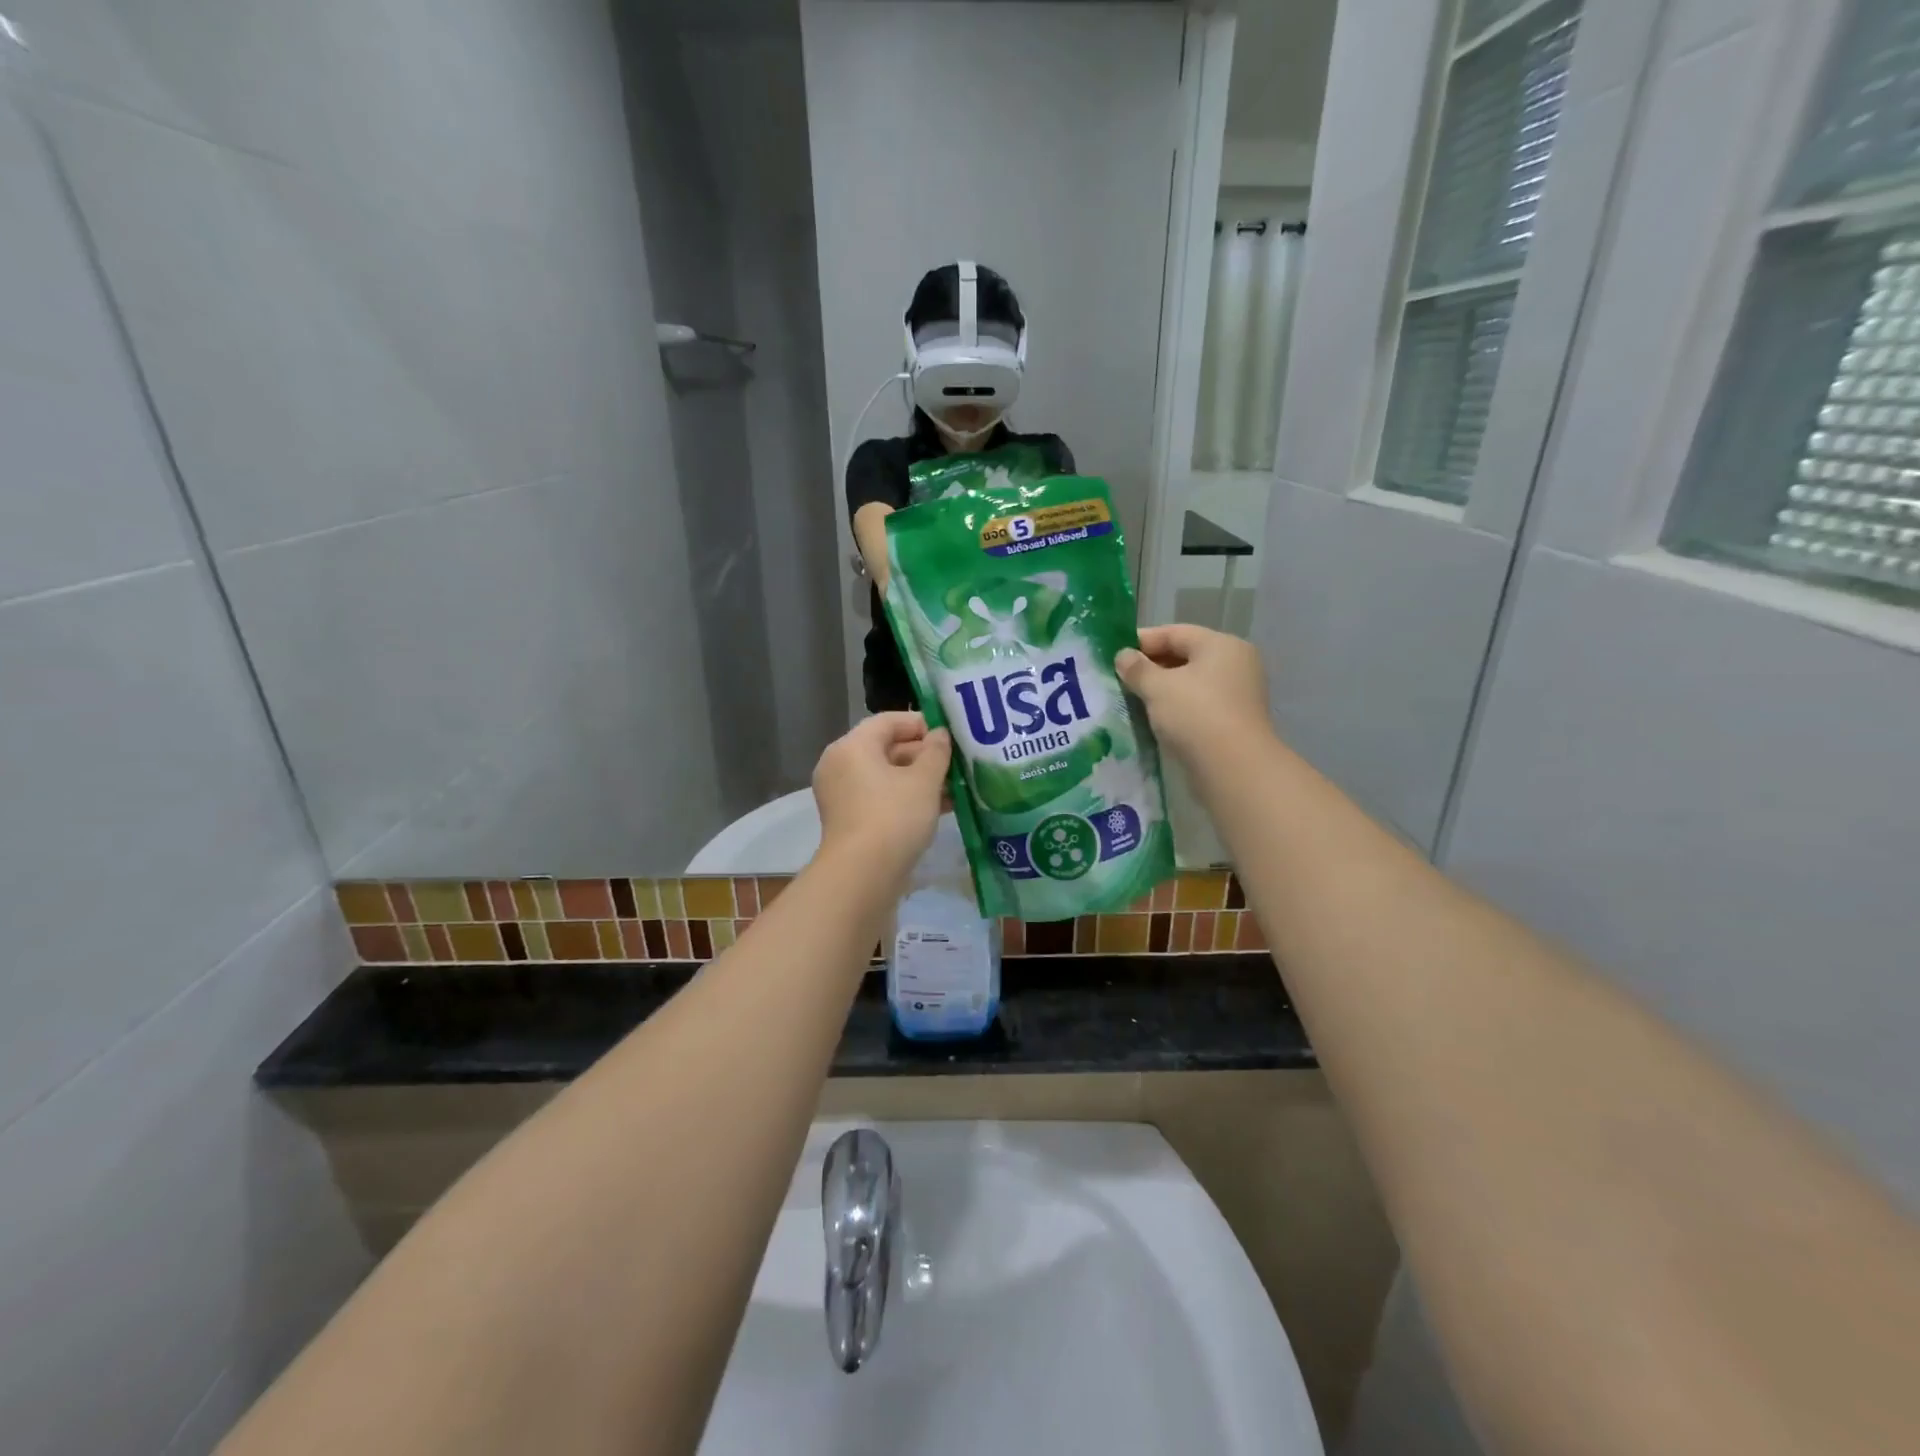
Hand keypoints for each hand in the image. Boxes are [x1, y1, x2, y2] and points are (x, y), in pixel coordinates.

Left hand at [812, 713, 951, 870]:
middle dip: (924, 755)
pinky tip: (940, 808)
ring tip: (956, 787)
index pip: (889, 721)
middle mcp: (840, 765)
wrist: (863, 876)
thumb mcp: (924, 780)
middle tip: (957, 763)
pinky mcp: (849, 820)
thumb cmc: (894, 817)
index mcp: (852, 746)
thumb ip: (936, 752)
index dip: (922, 723)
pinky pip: (880, 798)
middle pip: (886, 748)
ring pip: (886, 776)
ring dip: (919, 779)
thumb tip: (940, 734)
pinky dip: (906, 798)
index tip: (951, 735)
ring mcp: (842, 795)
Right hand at [1116, 624, 1271, 759]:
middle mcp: (1235, 663)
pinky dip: (1177, 708)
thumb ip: (1137, 668)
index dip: (1142, 641)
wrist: (1234, 768)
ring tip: (1133, 699)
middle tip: (1120, 678)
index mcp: (1221, 645)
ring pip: (1191, 683)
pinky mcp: (1234, 721)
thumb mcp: (1158, 687)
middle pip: (1185, 656)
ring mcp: (1238, 694)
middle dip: (1151, 666)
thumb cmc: (1195, 714)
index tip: (1114, 653)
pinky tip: (1154, 718)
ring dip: (1163, 689)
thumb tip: (1123, 656)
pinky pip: (1199, 705)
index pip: (1175, 632)